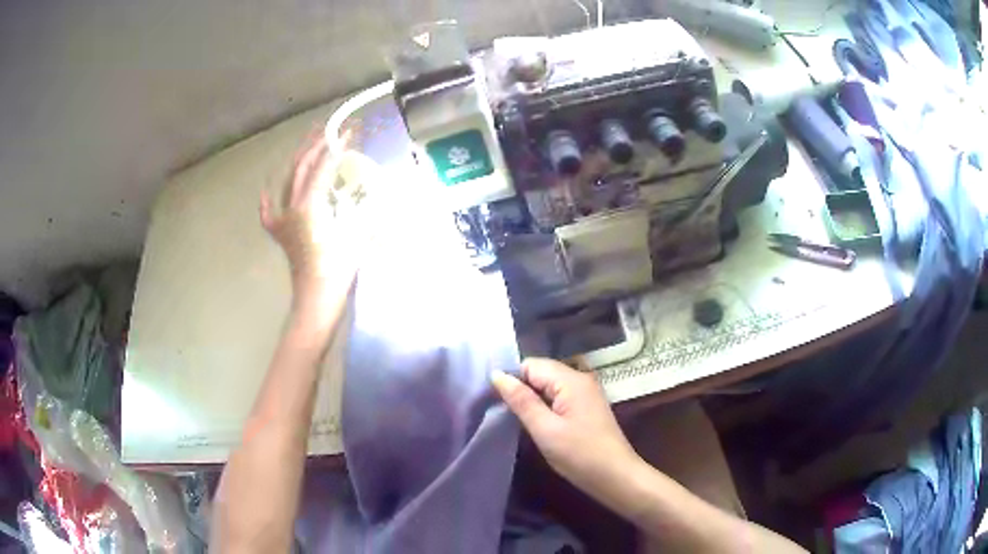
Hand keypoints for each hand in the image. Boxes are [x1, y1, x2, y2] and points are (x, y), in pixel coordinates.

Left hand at [260, 133, 378, 307]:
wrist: (316, 299)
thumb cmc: (338, 270)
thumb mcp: (358, 236)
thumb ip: (368, 212)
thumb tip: (386, 194)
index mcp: (310, 205)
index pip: (323, 165)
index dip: (336, 146)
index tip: (349, 131)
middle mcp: (292, 207)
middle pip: (301, 167)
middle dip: (315, 145)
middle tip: (328, 129)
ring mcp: (282, 219)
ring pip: (287, 181)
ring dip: (298, 161)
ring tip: (308, 146)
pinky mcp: (280, 233)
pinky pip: (270, 210)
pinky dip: (269, 198)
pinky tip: (268, 190)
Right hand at [491, 358, 641, 498]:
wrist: (616, 477)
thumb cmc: (580, 454)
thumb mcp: (545, 429)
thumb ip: (521, 401)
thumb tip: (497, 375)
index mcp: (571, 379)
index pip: (530, 364)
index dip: (511, 380)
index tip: (495, 401)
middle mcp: (580, 378)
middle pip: (540, 373)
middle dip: (521, 389)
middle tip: (503, 413)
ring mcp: (585, 393)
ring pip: (548, 386)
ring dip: (532, 400)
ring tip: (516, 420)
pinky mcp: (586, 407)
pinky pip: (559, 397)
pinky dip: (545, 407)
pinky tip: (537, 424)